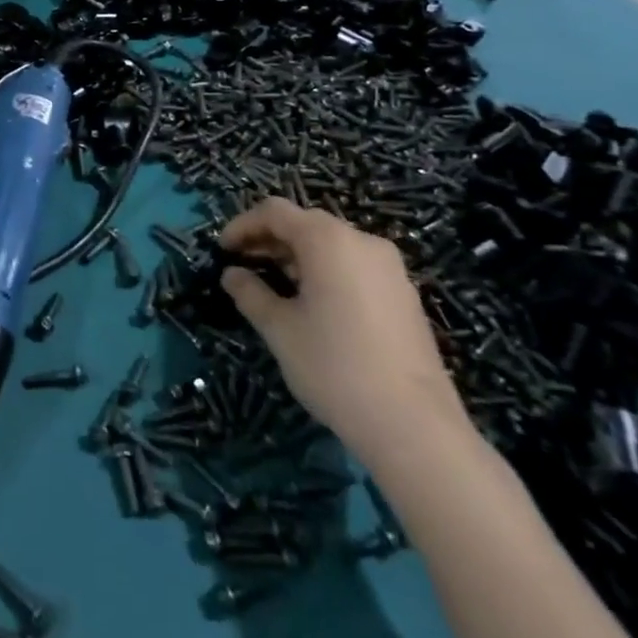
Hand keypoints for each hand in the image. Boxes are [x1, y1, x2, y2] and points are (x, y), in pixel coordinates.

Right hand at [218, 199, 466, 466]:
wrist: (415, 426)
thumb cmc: (335, 367)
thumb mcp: (279, 329)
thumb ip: (250, 293)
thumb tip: (232, 274)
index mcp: (328, 240)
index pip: (275, 211)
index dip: (243, 225)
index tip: (222, 250)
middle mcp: (361, 241)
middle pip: (305, 223)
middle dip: (269, 239)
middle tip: (242, 266)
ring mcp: (389, 267)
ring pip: (331, 244)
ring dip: (296, 255)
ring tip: (273, 285)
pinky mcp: (404, 294)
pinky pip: (354, 265)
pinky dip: (325, 271)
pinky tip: (312, 303)